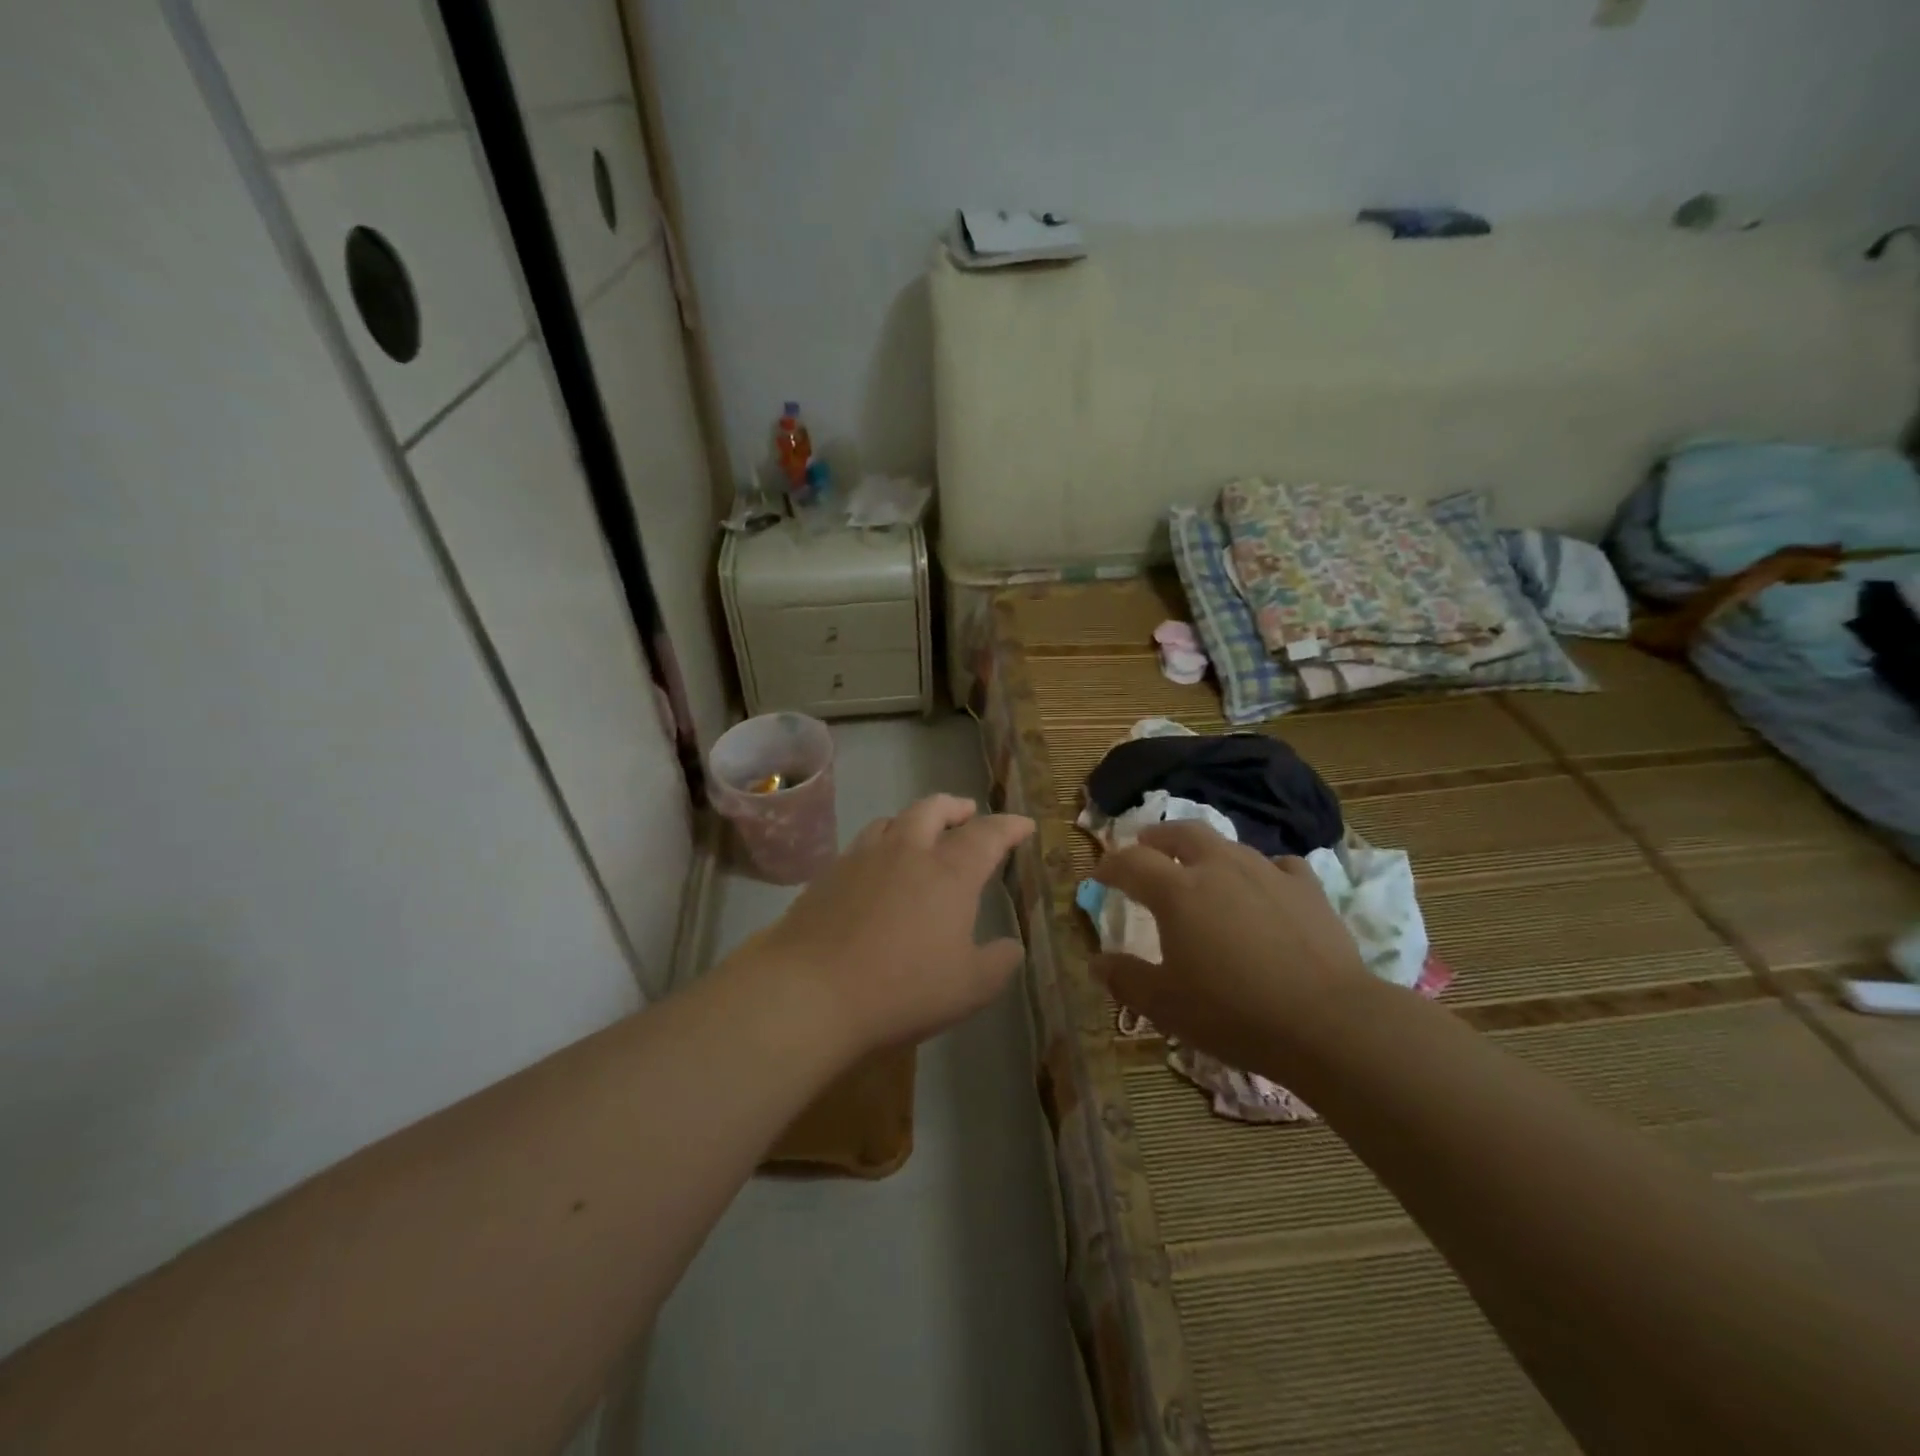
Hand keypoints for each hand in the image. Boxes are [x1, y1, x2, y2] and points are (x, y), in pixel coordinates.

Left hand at [741, 795, 1034, 1056]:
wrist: (811, 990)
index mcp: (949, 872)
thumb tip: (1011, 946)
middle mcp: (907, 851)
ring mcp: (863, 858)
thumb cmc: (902, 989)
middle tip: (967, 814)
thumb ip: (999, 963)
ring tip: (921, 833)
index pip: (987, 835)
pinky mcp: (829, 874)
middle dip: (956, 807)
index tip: (1023, 825)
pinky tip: (878, 867)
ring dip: (915, 820)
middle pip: (933, 809)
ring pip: (894, 820)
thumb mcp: (969, 988)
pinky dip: (882, 843)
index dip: (1009, 827)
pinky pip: (863, 843)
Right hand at [1092, 820, 1368, 1075]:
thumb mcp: (1166, 1005)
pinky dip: (1261, 870)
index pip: (1132, 863)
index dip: (1110, 865)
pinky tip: (1263, 887)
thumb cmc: (1234, 1012)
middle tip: (1146, 846)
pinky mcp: (1307, 888)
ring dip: (1205, 851)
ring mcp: (1266, 872)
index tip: (1099, 874)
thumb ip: (1126, 979)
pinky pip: (1277, 865)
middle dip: (1157, 837)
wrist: (1329, 1021)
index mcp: (1177, 892)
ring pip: (1228, 845)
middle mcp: (1219, 867)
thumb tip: (1097, 963)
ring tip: (1201, 867)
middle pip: (1181, 833)